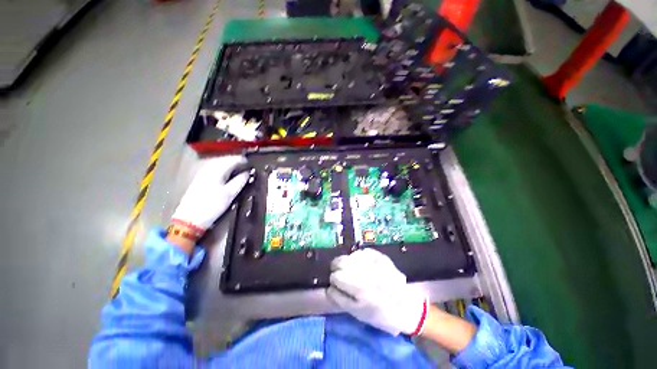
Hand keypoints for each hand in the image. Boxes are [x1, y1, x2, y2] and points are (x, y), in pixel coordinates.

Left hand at [171, 156, 249, 234]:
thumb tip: (248, 172)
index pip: (233, 159)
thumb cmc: (211, 206)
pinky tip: (229, 177)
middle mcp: (208, 168)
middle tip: (249, 169)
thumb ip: (240, 181)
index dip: (245, 161)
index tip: (253, 166)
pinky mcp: (201, 179)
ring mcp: (203, 173)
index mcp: (216, 170)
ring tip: (242, 173)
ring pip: (221, 164)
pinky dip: (225, 171)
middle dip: (238, 163)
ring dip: (232, 167)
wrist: (189, 219)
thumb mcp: (229, 194)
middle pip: (226, 160)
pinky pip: (216, 170)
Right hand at [327, 248, 427, 335]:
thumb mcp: (356, 312)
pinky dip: (359, 258)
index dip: (334, 280)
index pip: (335, 276)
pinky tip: (363, 265)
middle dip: (337, 267)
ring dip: (348, 262)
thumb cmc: (379, 314)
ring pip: (350, 255)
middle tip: (342, 274)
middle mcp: (366, 271)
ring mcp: (374, 261)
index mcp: (359, 288)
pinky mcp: (380, 256)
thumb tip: (329, 286)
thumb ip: (339, 298)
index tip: (338, 284)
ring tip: (355, 271)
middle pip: (341, 260)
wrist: (405, 306)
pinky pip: (362, 252)